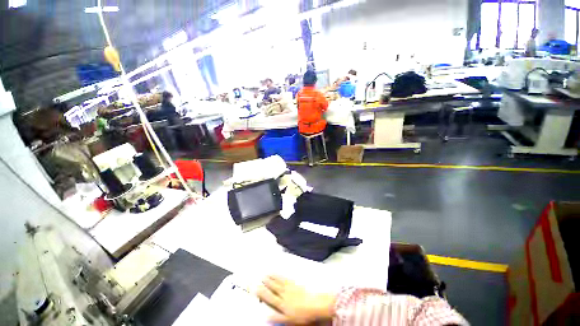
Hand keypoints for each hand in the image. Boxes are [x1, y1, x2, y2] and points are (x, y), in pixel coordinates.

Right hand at [257, 275, 335, 324]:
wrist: (314, 305)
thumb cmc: (302, 315)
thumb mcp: (288, 319)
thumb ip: (276, 317)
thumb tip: (266, 316)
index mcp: (281, 303)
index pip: (269, 297)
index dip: (262, 292)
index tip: (256, 288)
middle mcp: (284, 294)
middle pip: (273, 287)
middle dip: (266, 282)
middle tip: (260, 278)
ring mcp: (289, 287)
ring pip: (278, 281)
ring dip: (272, 277)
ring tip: (267, 273)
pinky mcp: (295, 283)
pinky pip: (285, 278)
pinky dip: (280, 275)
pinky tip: (277, 273)